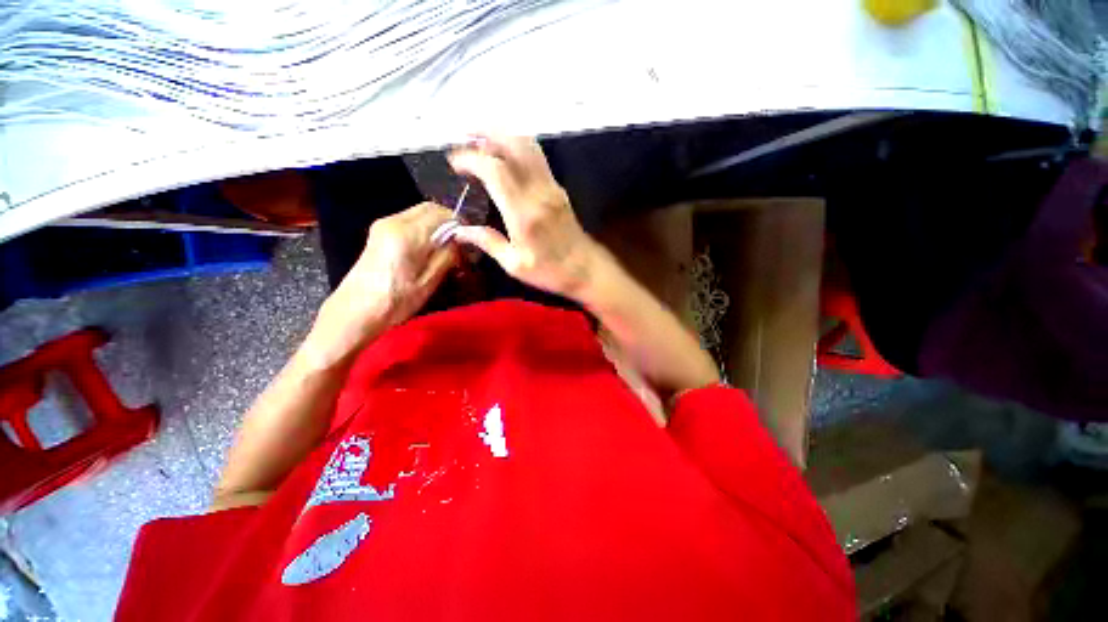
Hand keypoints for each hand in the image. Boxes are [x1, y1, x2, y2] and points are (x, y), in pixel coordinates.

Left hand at [308, 203, 455, 362]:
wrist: (354, 313)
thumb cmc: (395, 302)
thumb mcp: (429, 282)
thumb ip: (447, 256)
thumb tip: (460, 241)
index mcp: (406, 234)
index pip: (441, 214)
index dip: (460, 224)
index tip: (469, 243)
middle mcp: (393, 222)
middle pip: (430, 208)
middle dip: (449, 222)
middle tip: (460, 245)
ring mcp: (383, 226)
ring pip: (420, 214)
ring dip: (437, 226)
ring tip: (447, 250)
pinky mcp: (379, 234)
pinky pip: (409, 222)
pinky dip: (425, 230)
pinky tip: (429, 251)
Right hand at [448, 135, 598, 299]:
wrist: (587, 269)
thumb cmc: (550, 272)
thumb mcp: (515, 265)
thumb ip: (488, 242)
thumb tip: (460, 231)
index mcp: (524, 213)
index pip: (495, 169)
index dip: (471, 158)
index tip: (455, 162)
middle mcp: (539, 192)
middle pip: (514, 145)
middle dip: (487, 132)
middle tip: (465, 135)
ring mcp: (552, 187)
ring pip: (529, 146)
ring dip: (504, 135)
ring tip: (482, 139)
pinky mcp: (558, 189)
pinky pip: (537, 158)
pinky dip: (517, 148)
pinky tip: (505, 156)